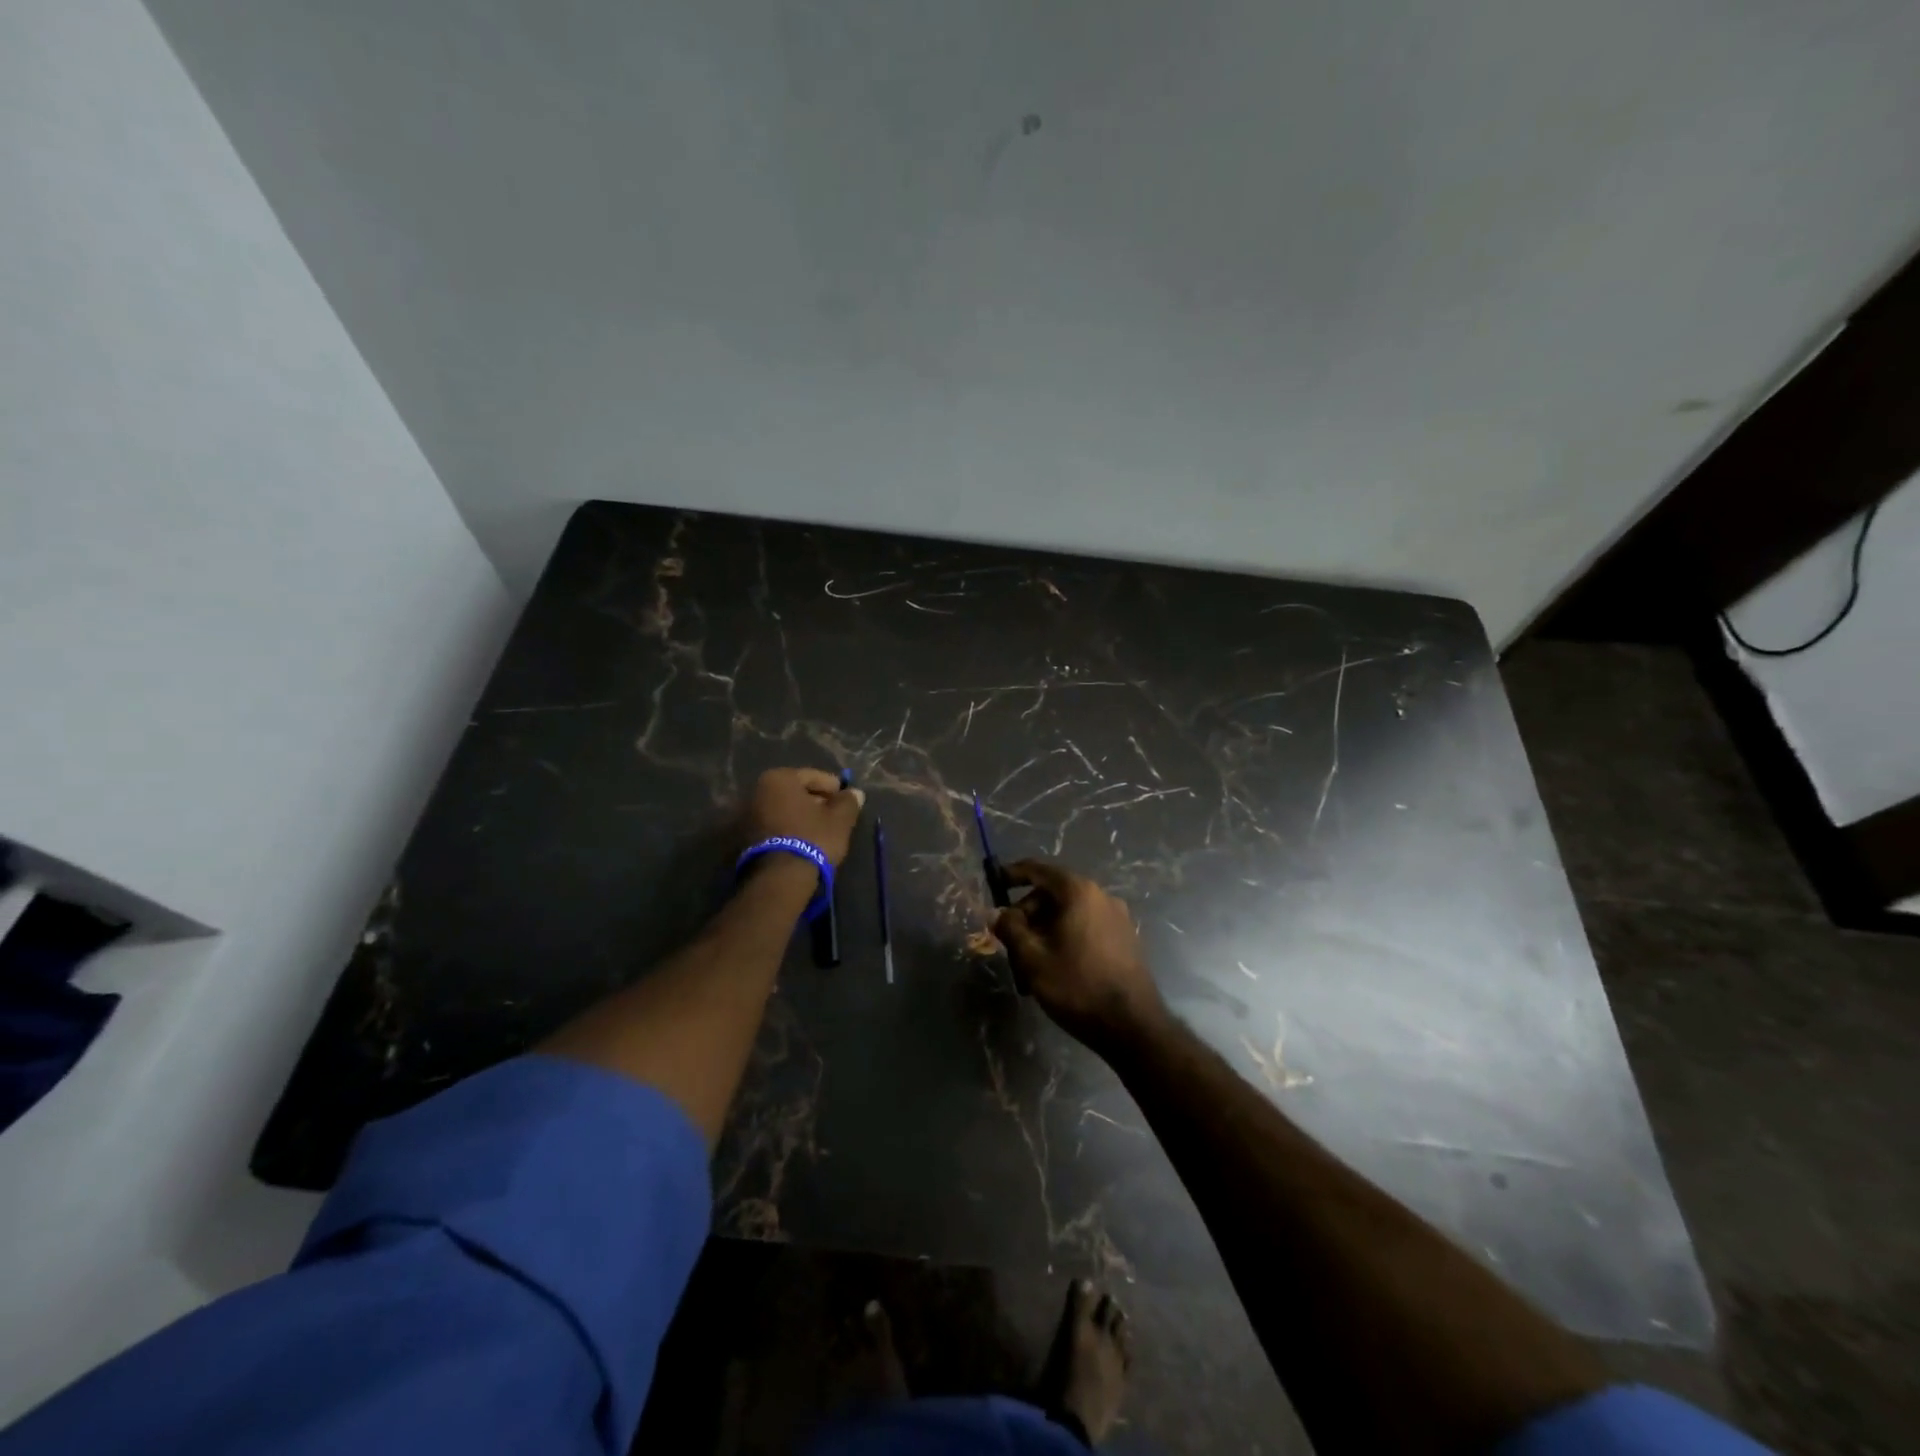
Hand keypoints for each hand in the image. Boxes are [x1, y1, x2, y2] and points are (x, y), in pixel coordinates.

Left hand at [742, 767, 865, 866]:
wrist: (778, 879)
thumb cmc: (812, 839)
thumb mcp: (839, 820)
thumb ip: (848, 802)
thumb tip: (855, 793)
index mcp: (778, 778)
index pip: (812, 776)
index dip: (833, 787)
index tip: (846, 799)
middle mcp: (756, 791)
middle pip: (794, 793)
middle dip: (814, 802)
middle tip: (834, 816)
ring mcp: (745, 816)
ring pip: (782, 810)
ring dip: (800, 817)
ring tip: (819, 832)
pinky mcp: (742, 839)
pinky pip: (772, 826)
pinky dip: (787, 830)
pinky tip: (801, 842)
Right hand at [993, 860, 1166, 1054]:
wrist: (1133, 1026)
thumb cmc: (1078, 986)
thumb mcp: (1033, 959)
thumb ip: (1011, 929)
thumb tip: (999, 914)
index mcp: (1079, 892)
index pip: (1039, 870)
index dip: (1013, 874)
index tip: (994, 882)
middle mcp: (1101, 896)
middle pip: (1053, 894)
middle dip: (1027, 915)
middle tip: (1010, 944)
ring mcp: (1117, 917)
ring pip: (1068, 914)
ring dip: (1044, 932)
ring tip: (1030, 966)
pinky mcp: (1125, 938)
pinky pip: (1086, 927)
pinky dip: (1065, 938)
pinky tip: (1055, 969)